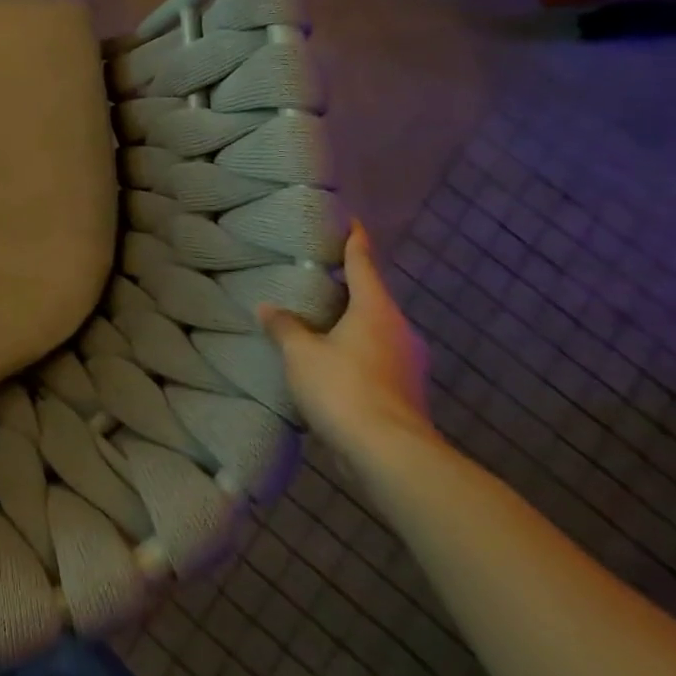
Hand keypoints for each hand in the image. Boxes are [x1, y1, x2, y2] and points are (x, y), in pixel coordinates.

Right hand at [259, 221, 433, 461]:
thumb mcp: (300, 352)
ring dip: (349, 322)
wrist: (390, 455)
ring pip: (374, 329)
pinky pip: (374, 357)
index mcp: (375, 309)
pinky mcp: (404, 392)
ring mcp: (407, 364)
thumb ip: (284, 326)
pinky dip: (353, 350)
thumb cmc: (344, 387)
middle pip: (371, 297)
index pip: (363, 262)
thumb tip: (269, 308)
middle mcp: (398, 330)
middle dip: (348, 286)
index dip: (354, 240)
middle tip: (318, 273)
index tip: (350, 221)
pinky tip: (329, 359)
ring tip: (317, 318)